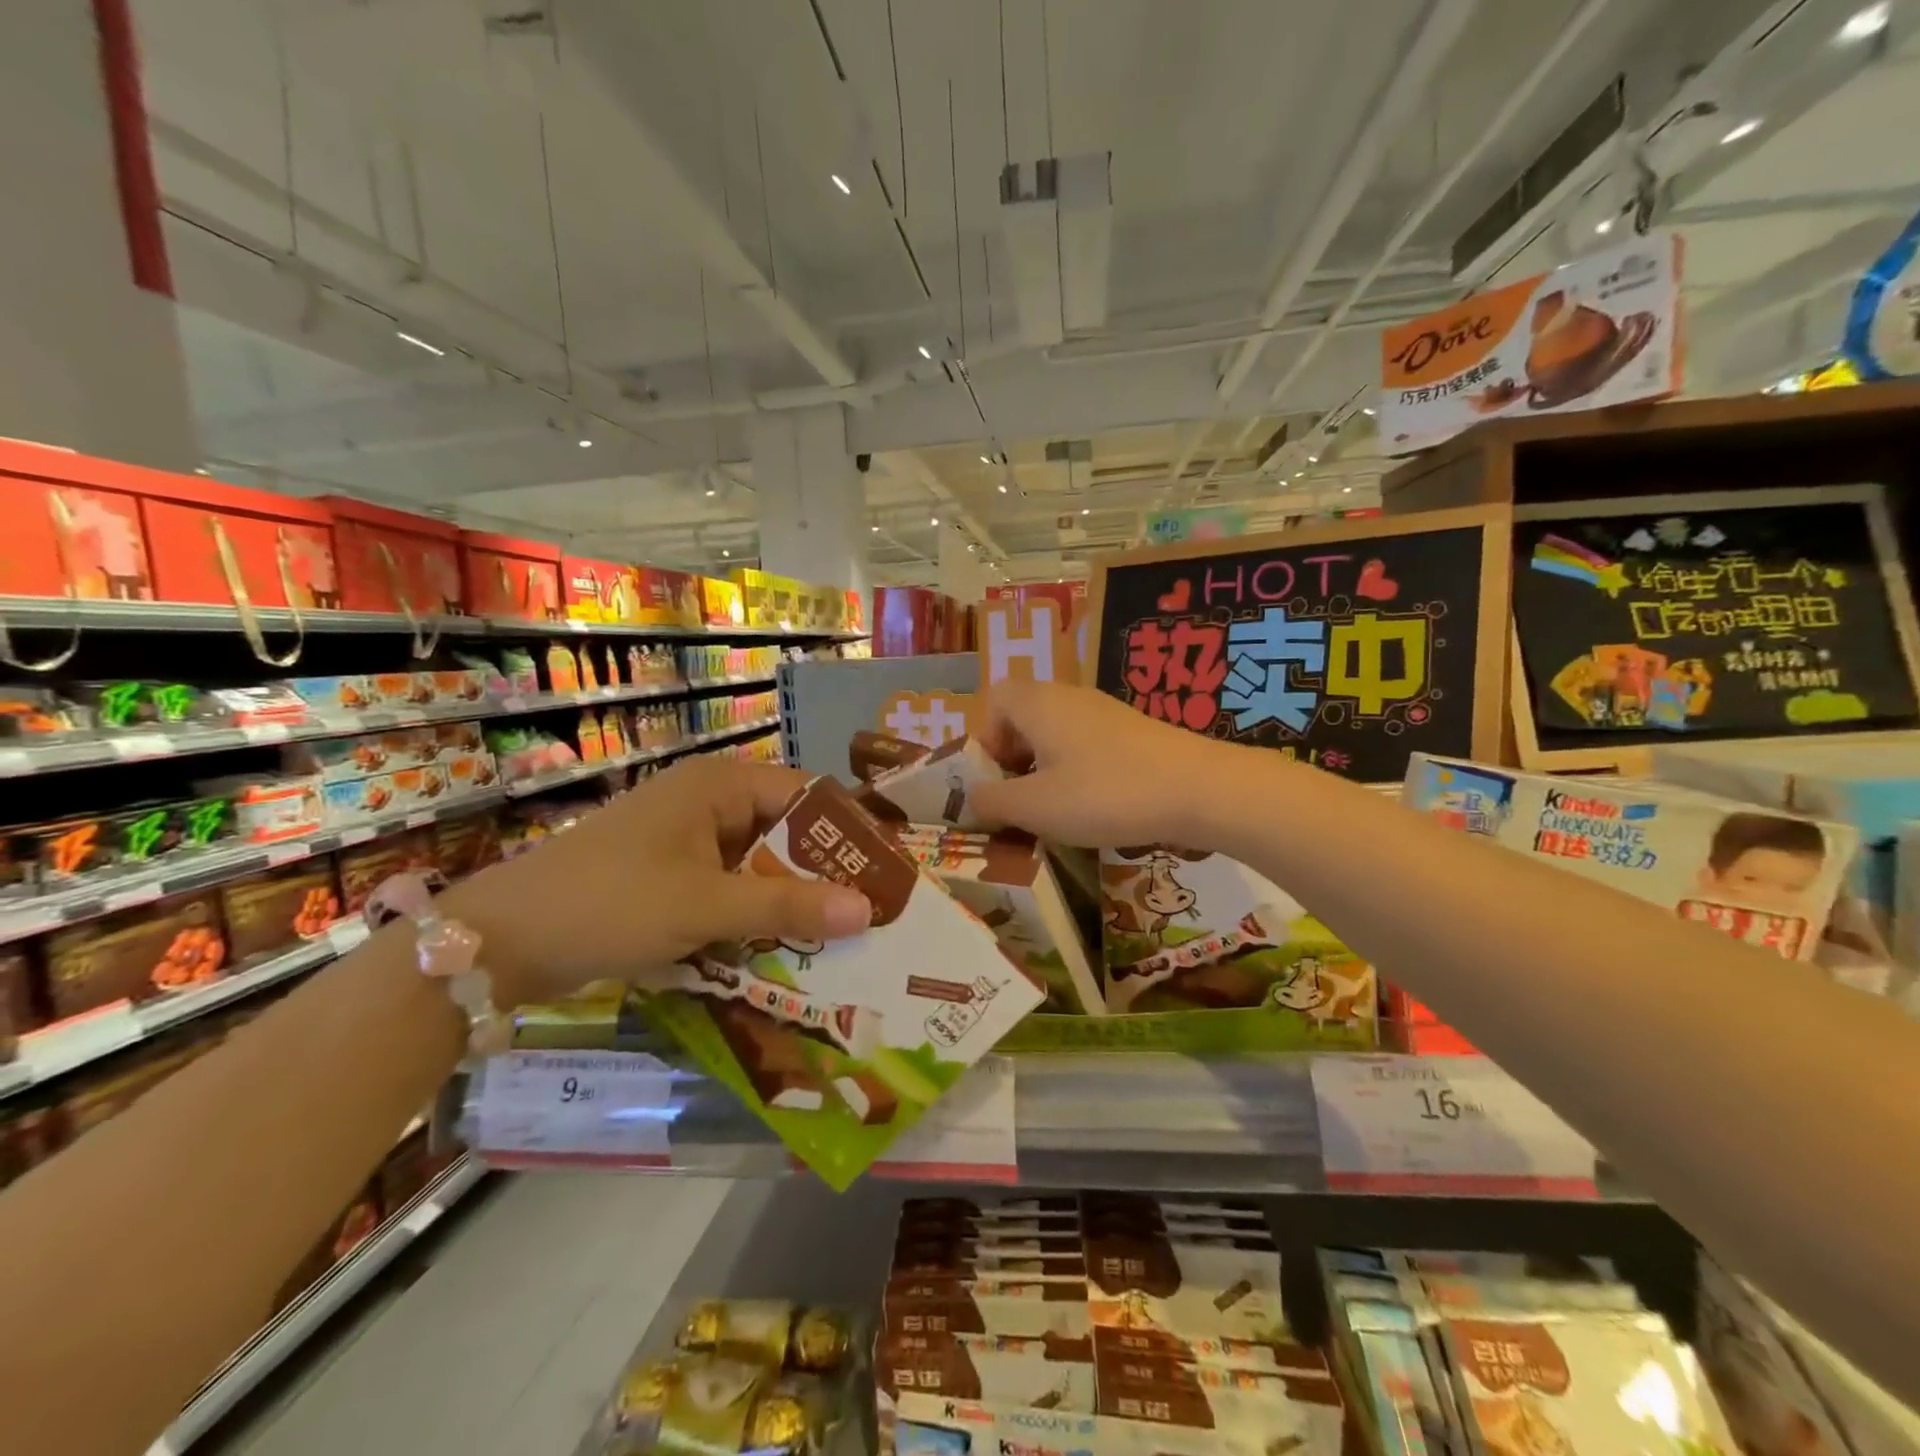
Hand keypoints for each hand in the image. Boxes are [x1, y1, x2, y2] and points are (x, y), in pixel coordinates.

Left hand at [443, 757, 871, 1004]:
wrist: (498, 942)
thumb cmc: (611, 902)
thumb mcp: (707, 906)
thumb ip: (790, 908)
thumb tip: (869, 910)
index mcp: (719, 785)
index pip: (806, 796)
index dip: (846, 833)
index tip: (882, 875)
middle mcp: (705, 803)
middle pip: (782, 832)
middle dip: (819, 875)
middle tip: (864, 917)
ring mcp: (682, 841)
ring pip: (755, 866)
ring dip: (785, 902)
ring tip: (830, 941)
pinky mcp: (664, 876)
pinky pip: (724, 889)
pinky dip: (749, 916)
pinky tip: (773, 952)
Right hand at [967, 680, 1227, 848]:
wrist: (1198, 789)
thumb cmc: (1104, 793)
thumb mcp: (1035, 807)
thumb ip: (992, 802)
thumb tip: (971, 798)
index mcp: (1038, 703)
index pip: (994, 699)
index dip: (985, 738)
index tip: (997, 779)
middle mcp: (1069, 697)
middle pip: (1024, 717)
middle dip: (1014, 759)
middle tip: (1021, 799)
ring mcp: (1105, 712)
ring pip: (1056, 733)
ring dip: (1045, 769)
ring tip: (1055, 810)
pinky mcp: (1132, 732)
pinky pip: (1086, 744)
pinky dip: (1077, 770)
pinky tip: (1094, 805)